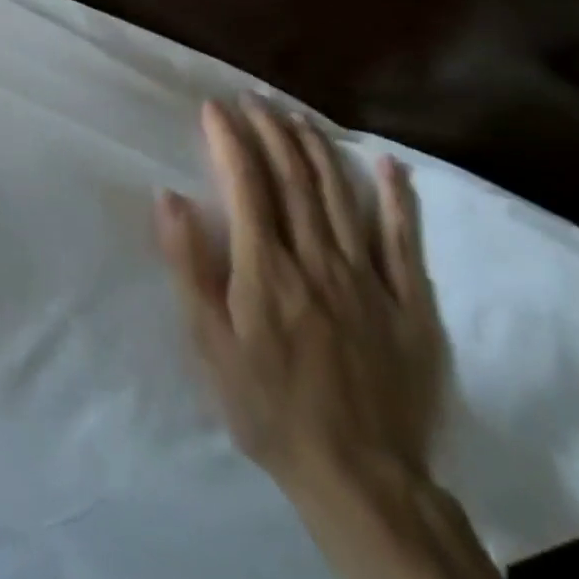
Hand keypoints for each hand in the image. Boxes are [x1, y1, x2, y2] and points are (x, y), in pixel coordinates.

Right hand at [155, 99, 445, 495]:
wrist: (360, 479)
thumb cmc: (268, 408)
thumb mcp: (209, 344)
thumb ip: (188, 266)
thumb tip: (169, 197)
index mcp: (266, 269)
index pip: (246, 185)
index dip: (230, 140)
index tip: (215, 108)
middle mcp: (317, 259)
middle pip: (293, 178)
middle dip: (270, 131)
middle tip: (253, 99)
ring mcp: (368, 279)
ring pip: (339, 195)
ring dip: (316, 148)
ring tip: (296, 115)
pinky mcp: (409, 303)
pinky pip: (404, 239)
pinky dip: (396, 197)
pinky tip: (386, 164)